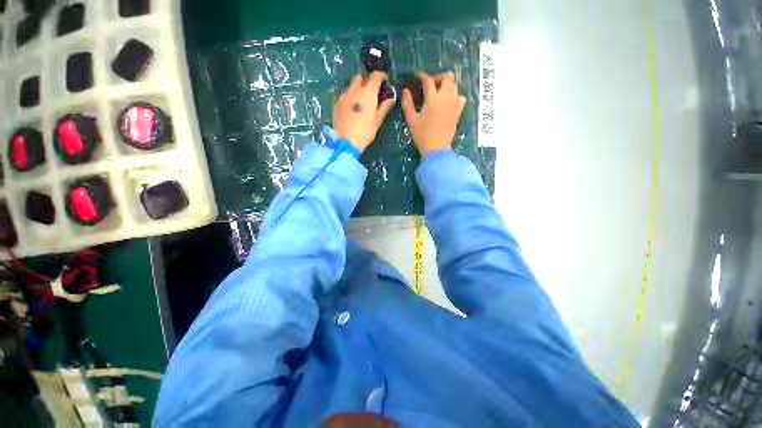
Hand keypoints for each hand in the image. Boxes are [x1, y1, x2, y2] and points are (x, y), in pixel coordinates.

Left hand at [333, 72, 395, 151]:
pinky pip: (345, 95)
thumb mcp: (378, 120)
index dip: (381, 76)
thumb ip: (384, 107)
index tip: (385, 81)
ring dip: (357, 90)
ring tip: (361, 103)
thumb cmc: (365, 131)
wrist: (346, 141)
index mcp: (368, 92)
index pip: (376, 76)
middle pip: (360, 78)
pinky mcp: (336, 103)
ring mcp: (344, 95)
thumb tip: (391, 98)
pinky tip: (352, 109)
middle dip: (367, 82)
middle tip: (371, 93)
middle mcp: (354, 89)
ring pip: (351, 86)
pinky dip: (350, 98)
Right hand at [402, 71, 466, 155]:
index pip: (429, 80)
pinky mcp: (458, 112)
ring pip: (455, 85)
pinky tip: (448, 102)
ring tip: (439, 93)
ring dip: (447, 85)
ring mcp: (454, 104)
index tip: (417, 76)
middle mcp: (446, 97)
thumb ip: (407, 103)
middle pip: (447, 77)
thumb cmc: (422, 135)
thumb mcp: (411, 119)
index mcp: (433, 99)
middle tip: (430, 85)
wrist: (437, 149)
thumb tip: (405, 90)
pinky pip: (460, 97)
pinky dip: (455, 95)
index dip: (422, 76)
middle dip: (438, 77)